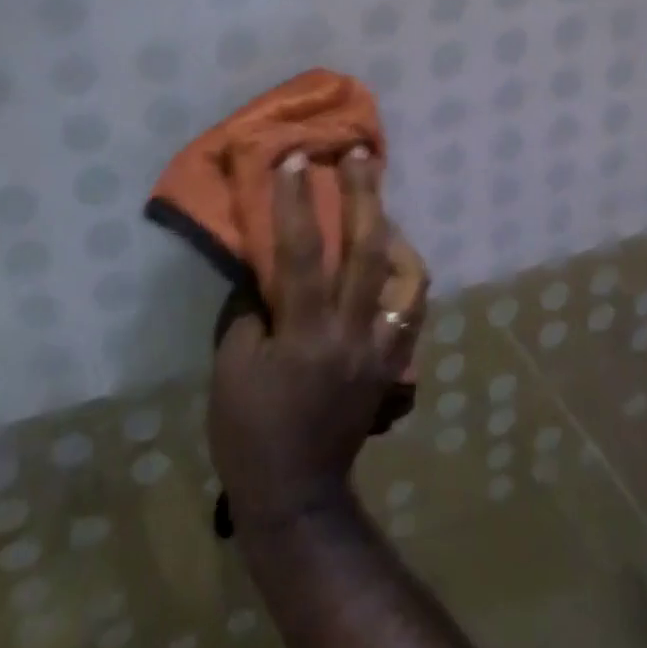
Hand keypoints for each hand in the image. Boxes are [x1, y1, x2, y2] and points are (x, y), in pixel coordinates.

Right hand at [209, 147, 425, 536]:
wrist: (297, 494)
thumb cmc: (250, 429)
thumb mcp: (232, 363)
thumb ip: (252, 305)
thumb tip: (266, 262)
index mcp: (307, 334)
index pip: (303, 252)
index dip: (296, 200)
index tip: (294, 158)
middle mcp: (354, 333)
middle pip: (370, 250)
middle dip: (365, 194)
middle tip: (360, 153)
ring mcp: (383, 349)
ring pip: (409, 278)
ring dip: (397, 233)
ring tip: (381, 208)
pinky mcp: (395, 364)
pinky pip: (414, 309)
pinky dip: (406, 275)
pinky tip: (392, 259)